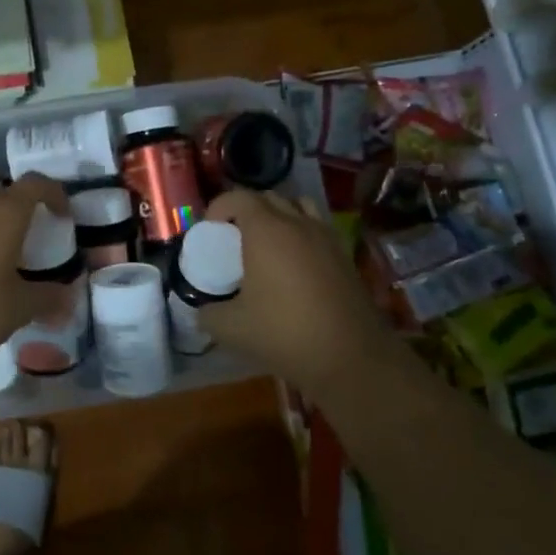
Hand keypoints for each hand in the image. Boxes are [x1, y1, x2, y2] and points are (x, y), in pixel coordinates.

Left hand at [0, 174, 74, 365]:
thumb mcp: (21, 307)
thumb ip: (49, 297)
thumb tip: (68, 298)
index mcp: (5, 213)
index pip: (36, 184)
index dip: (54, 194)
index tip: (63, 217)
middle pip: (4, 190)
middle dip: (21, 205)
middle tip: (33, 232)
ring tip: (4, 248)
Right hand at [197, 188, 389, 394]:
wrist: (351, 358)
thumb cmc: (285, 333)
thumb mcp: (232, 328)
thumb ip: (209, 314)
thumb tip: (203, 311)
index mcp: (266, 230)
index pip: (238, 197)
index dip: (219, 207)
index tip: (210, 231)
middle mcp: (298, 223)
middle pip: (268, 198)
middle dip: (246, 211)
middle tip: (234, 238)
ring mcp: (326, 237)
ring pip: (298, 207)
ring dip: (279, 216)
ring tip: (268, 244)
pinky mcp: (345, 256)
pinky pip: (318, 228)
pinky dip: (302, 234)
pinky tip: (295, 265)